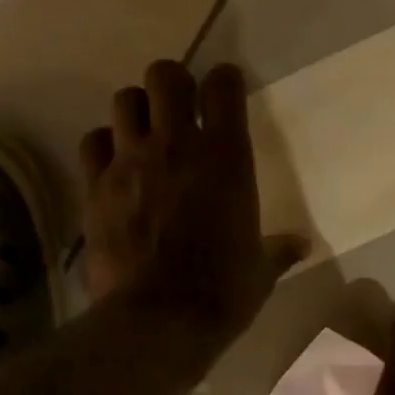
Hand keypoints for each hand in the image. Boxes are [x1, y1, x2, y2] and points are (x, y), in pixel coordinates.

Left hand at [81, 60, 306, 362]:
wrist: (159, 320)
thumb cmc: (221, 294)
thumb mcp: (260, 273)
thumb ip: (278, 251)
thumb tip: (302, 245)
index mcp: (226, 157)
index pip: (223, 84)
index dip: (225, 82)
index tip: (226, 95)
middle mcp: (175, 145)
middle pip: (165, 75)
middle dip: (174, 85)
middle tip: (180, 111)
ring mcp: (129, 162)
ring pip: (125, 100)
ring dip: (137, 112)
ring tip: (145, 137)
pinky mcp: (95, 187)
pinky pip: (93, 142)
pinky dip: (104, 147)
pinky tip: (114, 168)